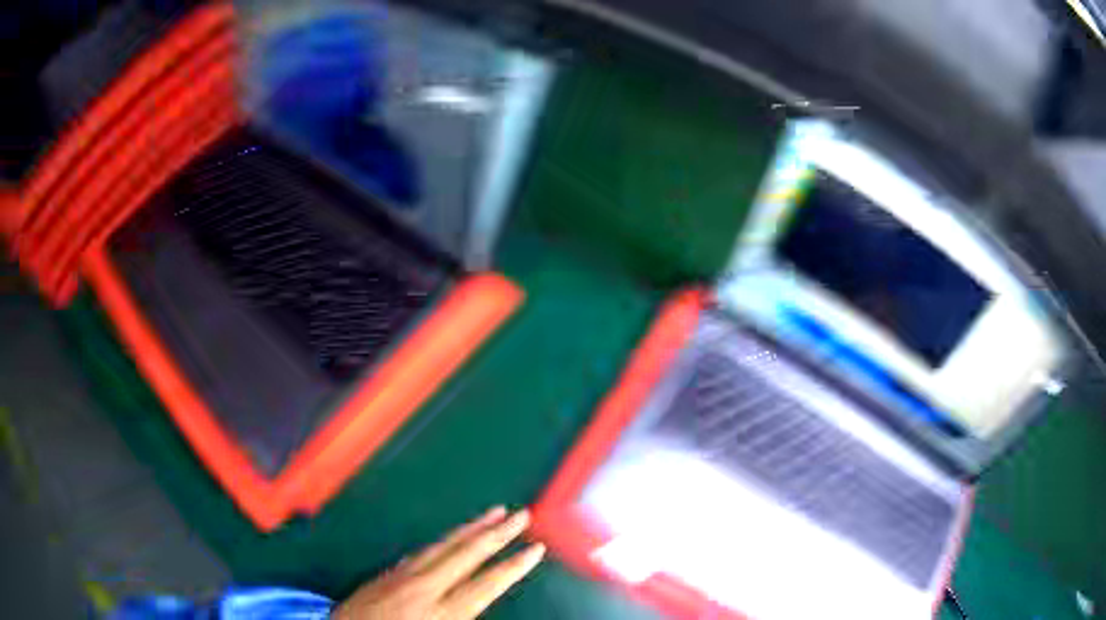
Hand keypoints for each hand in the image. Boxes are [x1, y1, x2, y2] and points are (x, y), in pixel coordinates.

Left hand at [331, 507, 544, 619]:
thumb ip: (461, 616)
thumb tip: (480, 601)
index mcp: (442, 612)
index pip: (487, 583)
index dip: (514, 566)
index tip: (535, 548)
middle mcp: (426, 587)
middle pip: (468, 554)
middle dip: (497, 534)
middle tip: (522, 515)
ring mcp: (404, 575)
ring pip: (444, 545)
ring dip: (472, 528)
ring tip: (495, 513)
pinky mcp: (388, 571)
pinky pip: (423, 549)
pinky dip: (445, 538)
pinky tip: (454, 534)